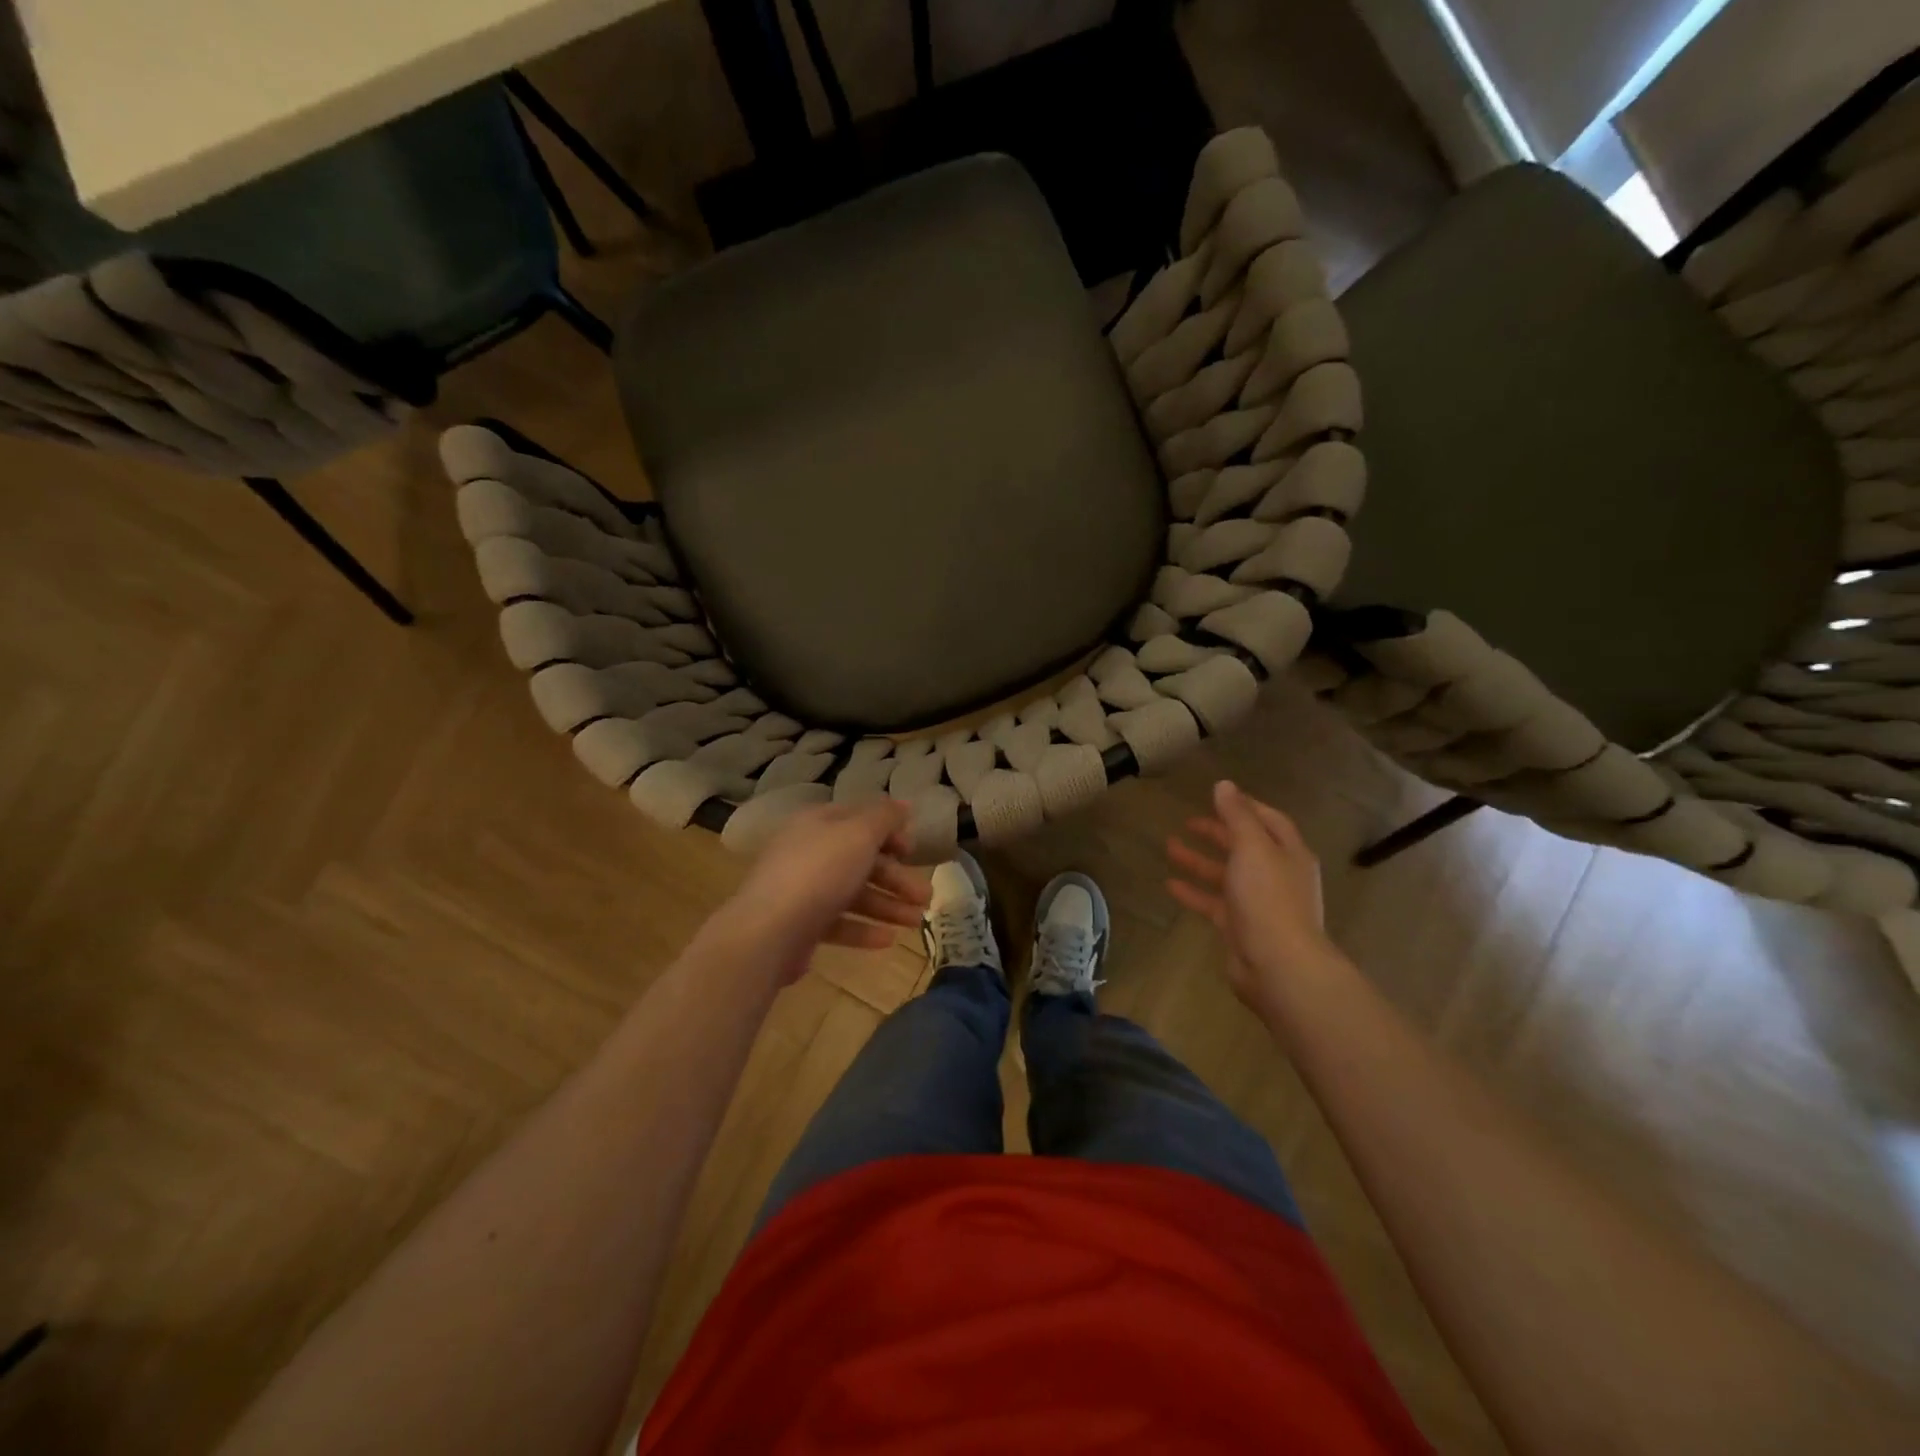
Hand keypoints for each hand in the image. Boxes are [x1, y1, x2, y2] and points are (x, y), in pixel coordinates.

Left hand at [718, 800, 929, 981]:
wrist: (768, 932)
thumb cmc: (819, 873)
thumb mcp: (859, 834)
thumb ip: (885, 817)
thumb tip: (903, 803)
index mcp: (817, 823)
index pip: (859, 819)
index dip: (890, 832)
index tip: (914, 852)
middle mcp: (807, 852)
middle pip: (860, 860)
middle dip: (896, 878)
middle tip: (926, 897)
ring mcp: (801, 890)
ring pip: (852, 893)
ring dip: (887, 906)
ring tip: (916, 923)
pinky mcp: (800, 925)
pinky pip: (837, 922)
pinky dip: (863, 929)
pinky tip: (888, 940)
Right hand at [1165, 781, 1337, 1010]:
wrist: (1279, 966)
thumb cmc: (1268, 898)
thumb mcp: (1252, 848)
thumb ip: (1237, 816)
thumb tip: (1224, 785)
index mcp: (1288, 853)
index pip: (1269, 820)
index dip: (1245, 806)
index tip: (1218, 796)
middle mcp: (1277, 875)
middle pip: (1246, 846)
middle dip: (1218, 832)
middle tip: (1189, 821)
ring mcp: (1259, 903)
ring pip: (1226, 874)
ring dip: (1199, 860)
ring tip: (1169, 846)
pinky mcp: (1240, 927)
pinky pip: (1214, 903)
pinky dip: (1194, 892)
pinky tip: (1169, 884)